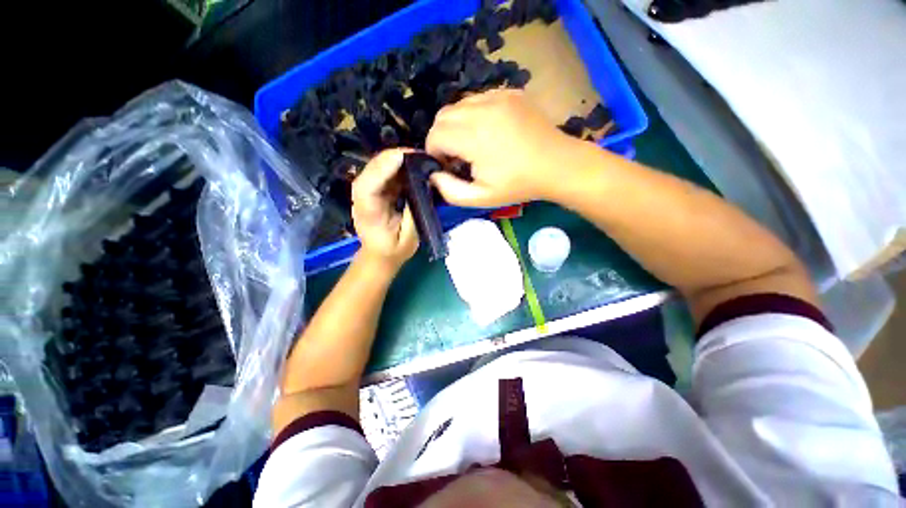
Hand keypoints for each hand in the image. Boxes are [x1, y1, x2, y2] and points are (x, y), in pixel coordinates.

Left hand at [351, 149, 418, 272]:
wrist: (380, 255)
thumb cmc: (394, 251)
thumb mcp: (408, 238)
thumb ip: (413, 213)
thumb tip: (423, 188)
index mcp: (368, 212)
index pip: (368, 185)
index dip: (384, 167)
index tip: (405, 157)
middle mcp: (362, 198)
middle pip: (371, 170)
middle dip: (392, 157)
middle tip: (417, 153)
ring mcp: (366, 193)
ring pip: (376, 168)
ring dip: (395, 159)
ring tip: (417, 156)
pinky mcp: (374, 191)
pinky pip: (383, 173)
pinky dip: (396, 166)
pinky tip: (411, 164)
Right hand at [425, 89, 579, 206]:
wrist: (557, 165)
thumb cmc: (518, 185)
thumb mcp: (481, 198)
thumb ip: (450, 190)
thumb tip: (433, 175)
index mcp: (474, 136)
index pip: (435, 134)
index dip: (434, 152)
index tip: (447, 166)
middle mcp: (482, 109)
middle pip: (442, 116)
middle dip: (442, 137)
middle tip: (457, 156)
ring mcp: (498, 96)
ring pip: (459, 105)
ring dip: (457, 125)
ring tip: (472, 144)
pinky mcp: (510, 93)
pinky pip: (479, 99)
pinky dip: (474, 115)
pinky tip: (488, 131)